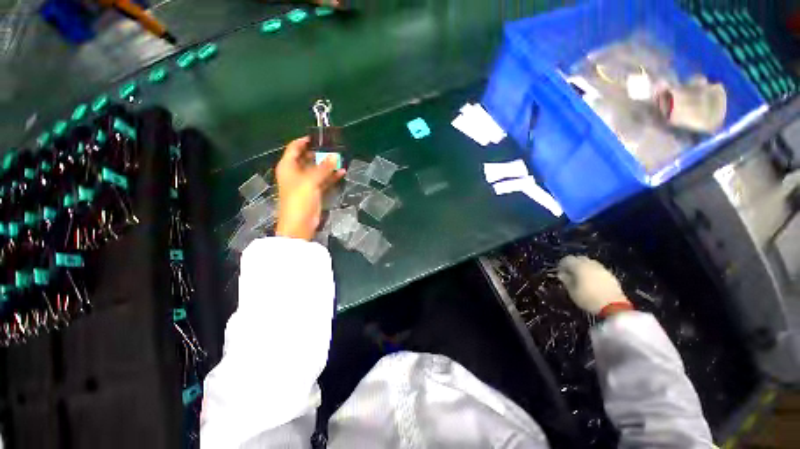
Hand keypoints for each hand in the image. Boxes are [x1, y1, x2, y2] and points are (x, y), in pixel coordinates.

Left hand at [275, 137, 344, 240]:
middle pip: (307, 158)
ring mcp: (306, 183)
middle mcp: (296, 173)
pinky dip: (331, 177)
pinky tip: (342, 172)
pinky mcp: (314, 192)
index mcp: (288, 166)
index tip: (319, 137)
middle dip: (320, 153)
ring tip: (341, 159)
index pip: (294, 148)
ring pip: (317, 170)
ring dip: (328, 165)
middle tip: (334, 148)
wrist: (299, 224)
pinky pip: (323, 180)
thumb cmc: (299, 199)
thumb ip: (323, 168)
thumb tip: (335, 156)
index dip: (305, 141)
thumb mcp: (310, 181)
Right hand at [557, 255, 629, 315]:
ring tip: (581, 278)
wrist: (613, 307)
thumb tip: (562, 274)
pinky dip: (593, 272)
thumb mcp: (572, 291)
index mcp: (579, 265)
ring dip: (584, 268)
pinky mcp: (610, 275)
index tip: (560, 272)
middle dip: (573, 264)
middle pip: (579, 259)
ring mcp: (602, 268)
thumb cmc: (587, 298)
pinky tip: (592, 282)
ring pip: (589, 263)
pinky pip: (598, 270)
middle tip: (570, 274)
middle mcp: (590, 263)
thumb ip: (566, 280)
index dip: (561, 265)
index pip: (567, 259)